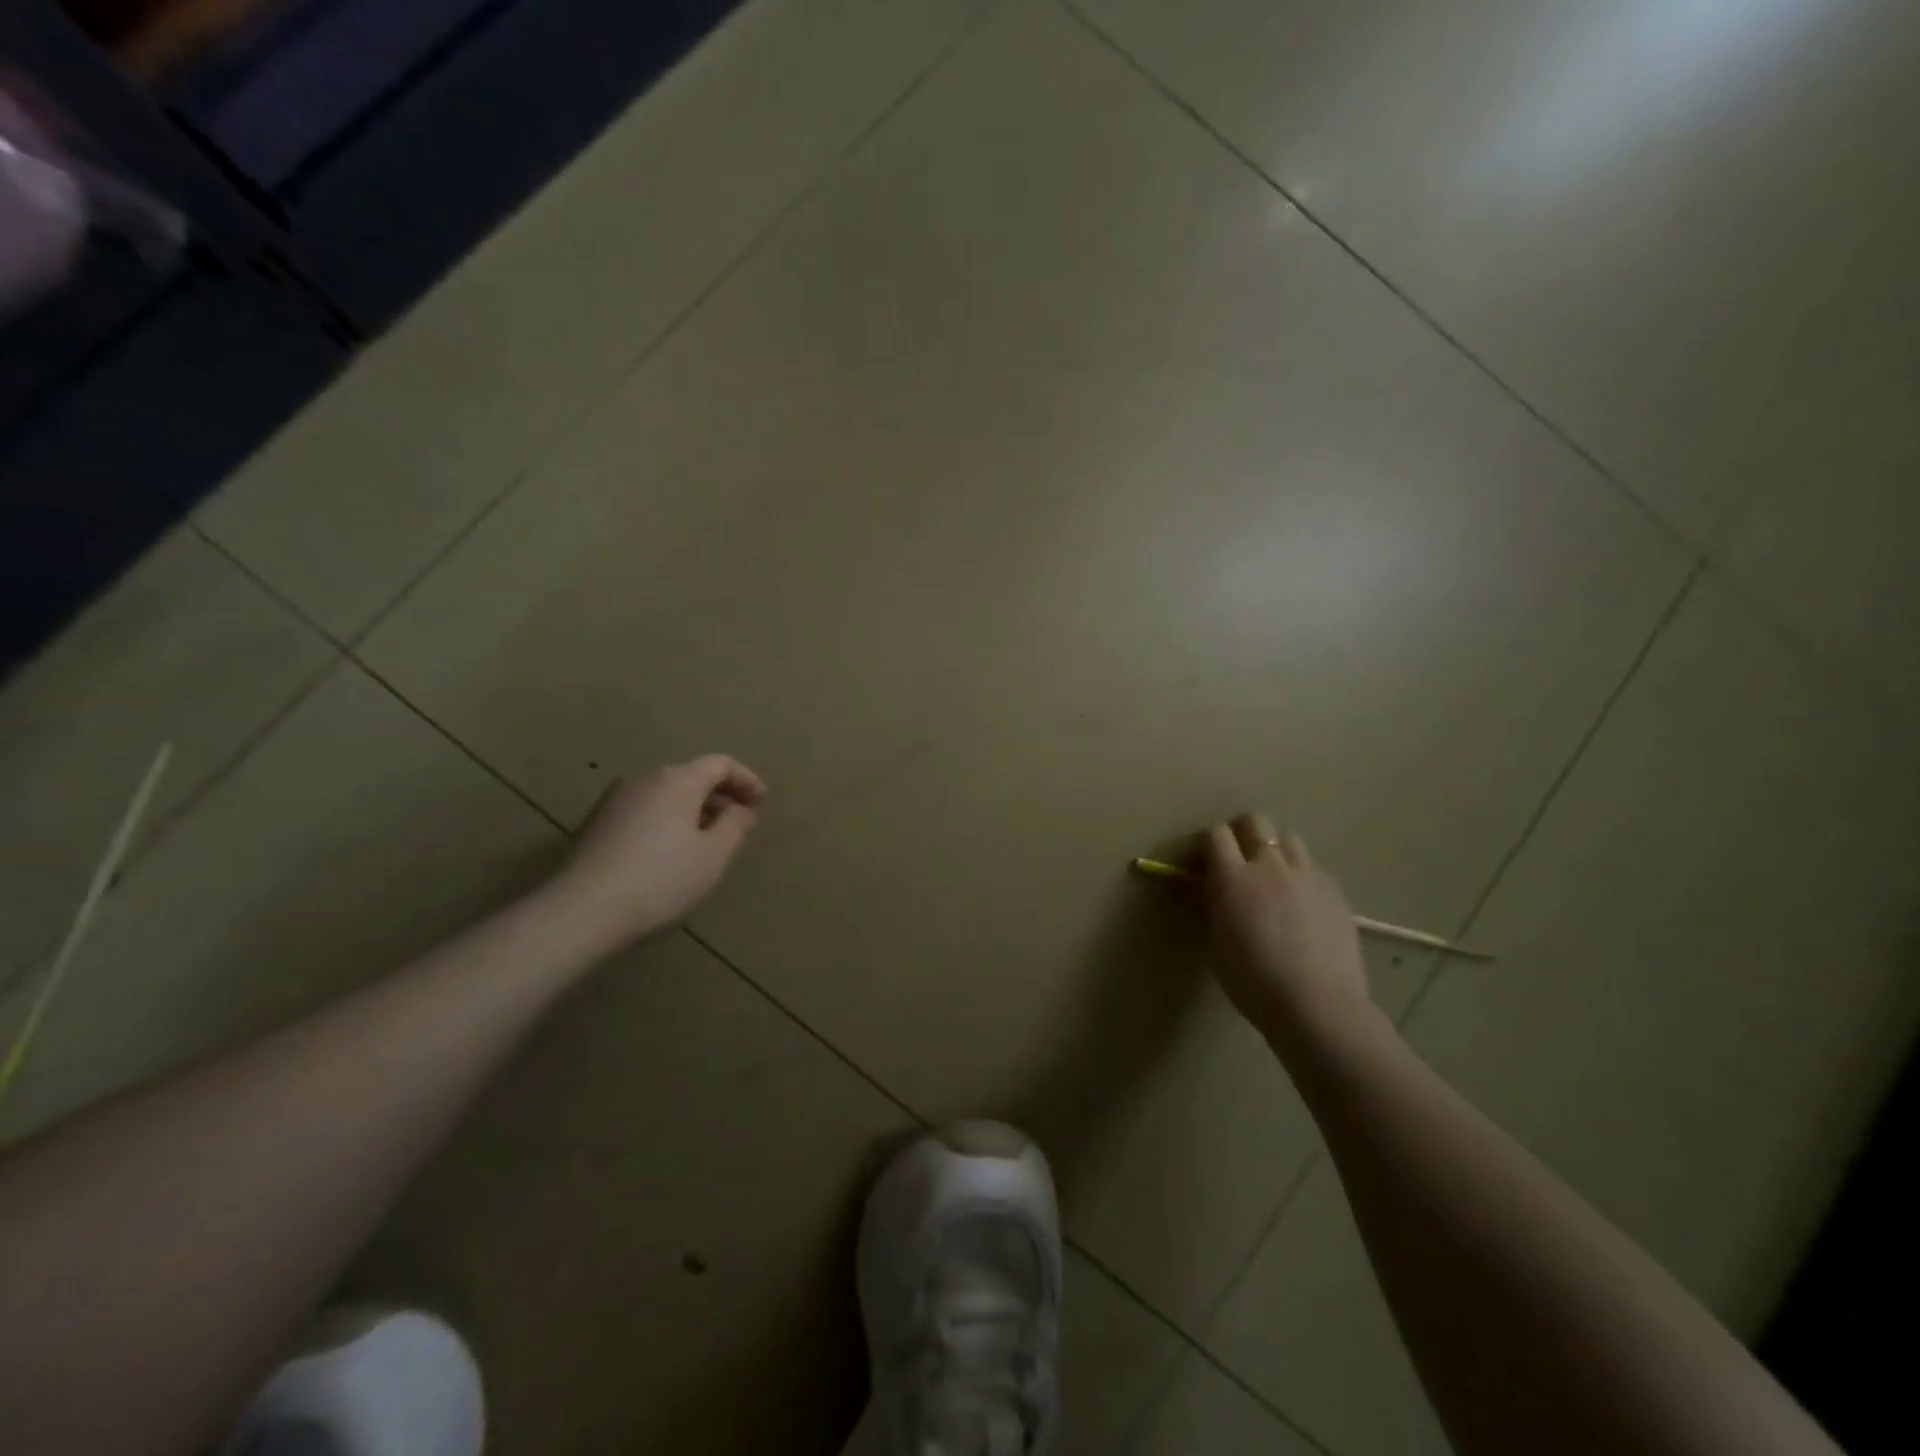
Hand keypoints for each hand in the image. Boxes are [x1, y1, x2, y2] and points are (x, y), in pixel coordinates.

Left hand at [546, 756, 766, 948]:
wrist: (582, 910)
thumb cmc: (661, 879)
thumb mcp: (712, 856)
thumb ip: (735, 826)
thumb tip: (741, 810)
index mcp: (677, 780)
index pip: (719, 764)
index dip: (745, 779)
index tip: (761, 802)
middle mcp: (645, 779)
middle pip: (691, 776)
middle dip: (719, 795)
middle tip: (737, 823)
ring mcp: (616, 799)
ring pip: (666, 794)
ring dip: (692, 809)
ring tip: (705, 840)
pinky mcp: (597, 822)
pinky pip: (645, 810)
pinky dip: (667, 820)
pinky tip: (669, 852)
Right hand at [1204, 812, 1371, 1038]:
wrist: (1317, 1006)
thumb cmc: (1254, 983)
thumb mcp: (1217, 944)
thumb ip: (1217, 907)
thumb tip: (1218, 892)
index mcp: (1233, 878)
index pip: (1216, 834)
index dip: (1209, 842)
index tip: (1205, 859)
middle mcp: (1269, 865)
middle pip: (1255, 821)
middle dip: (1243, 832)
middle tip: (1239, 857)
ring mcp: (1307, 874)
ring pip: (1289, 838)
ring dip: (1275, 849)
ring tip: (1274, 876)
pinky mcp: (1335, 890)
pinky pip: (1313, 868)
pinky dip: (1302, 875)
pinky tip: (1302, 903)